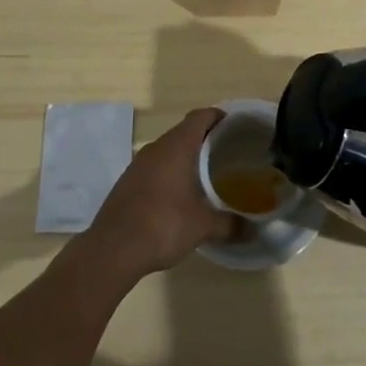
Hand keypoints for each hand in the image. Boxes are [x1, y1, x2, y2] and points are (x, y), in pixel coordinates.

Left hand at [85, 108, 237, 277]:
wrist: (112, 249)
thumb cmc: (163, 225)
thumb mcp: (203, 227)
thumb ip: (231, 224)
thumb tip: (253, 229)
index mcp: (176, 146)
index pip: (200, 116)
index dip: (218, 117)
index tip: (236, 127)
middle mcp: (156, 148)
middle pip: (184, 131)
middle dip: (206, 139)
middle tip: (228, 154)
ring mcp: (138, 164)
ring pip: (168, 150)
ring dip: (186, 157)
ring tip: (207, 175)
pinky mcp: (127, 182)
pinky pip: (155, 167)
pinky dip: (170, 172)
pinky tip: (180, 194)